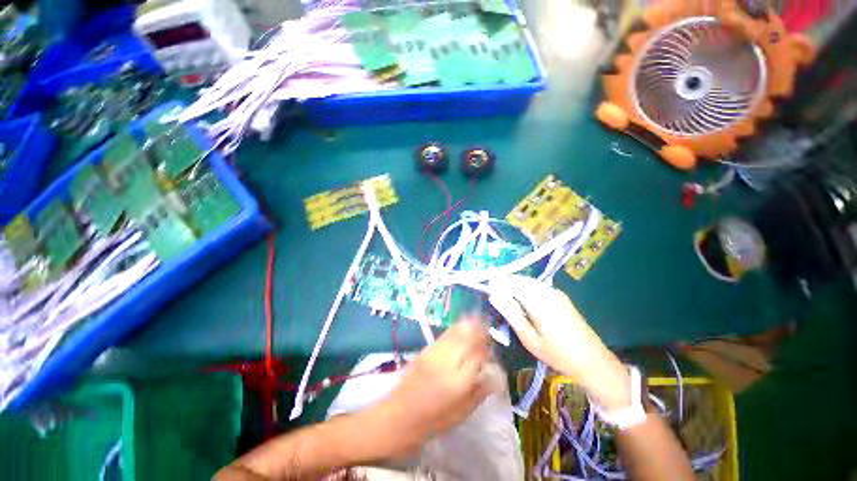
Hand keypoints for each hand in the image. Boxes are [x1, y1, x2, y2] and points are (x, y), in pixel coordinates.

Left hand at [376, 318, 494, 457]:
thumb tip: (493, 376)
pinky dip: (455, 329)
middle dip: (478, 331)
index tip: (491, 349)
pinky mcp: (425, 350)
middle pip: (467, 339)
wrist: (399, 416)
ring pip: (455, 334)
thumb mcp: (461, 414)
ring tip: (476, 319)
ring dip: (467, 325)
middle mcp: (447, 363)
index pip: (477, 356)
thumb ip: (479, 393)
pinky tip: (460, 326)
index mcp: (458, 382)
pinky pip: (444, 335)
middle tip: (486, 327)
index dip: (486, 349)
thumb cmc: (433, 421)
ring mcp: (434, 354)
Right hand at [488, 275, 631, 411]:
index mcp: (540, 301)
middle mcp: (548, 292)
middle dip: (506, 281)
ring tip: (502, 292)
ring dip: (515, 284)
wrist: (594, 361)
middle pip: (521, 280)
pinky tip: (520, 297)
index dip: (499, 281)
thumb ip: (512, 314)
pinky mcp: (560, 297)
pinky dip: (524, 288)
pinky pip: (537, 287)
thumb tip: (495, 296)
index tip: (486, 280)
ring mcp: (556, 293)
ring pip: (529, 282)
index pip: (513, 284)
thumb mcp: (530, 338)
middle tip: (492, 287)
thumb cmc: (558, 354)